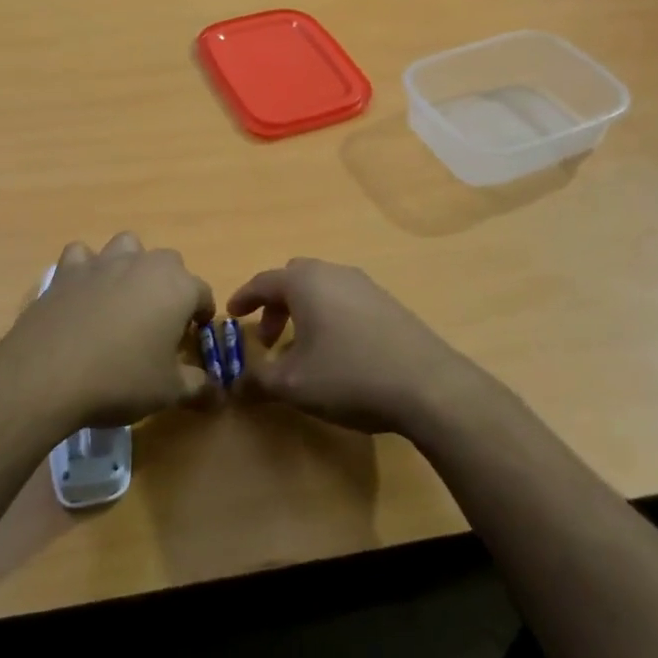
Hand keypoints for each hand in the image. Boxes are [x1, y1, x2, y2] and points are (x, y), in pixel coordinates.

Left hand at [4, 232, 215, 427]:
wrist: (49, 375)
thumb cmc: (121, 380)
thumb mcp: (169, 392)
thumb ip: (199, 386)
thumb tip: (218, 392)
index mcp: (178, 287)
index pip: (203, 293)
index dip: (200, 316)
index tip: (191, 339)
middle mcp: (145, 264)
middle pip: (170, 263)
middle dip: (170, 286)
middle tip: (159, 323)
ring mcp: (104, 262)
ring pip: (127, 247)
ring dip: (131, 265)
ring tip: (123, 299)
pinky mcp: (68, 270)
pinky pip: (82, 256)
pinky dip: (86, 268)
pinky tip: (83, 292)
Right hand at [227, 258, 471, 434]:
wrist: (426, 384)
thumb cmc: (348, 375)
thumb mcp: (293, 385)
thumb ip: (257, 381)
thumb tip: (234, 384)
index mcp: (305, 281)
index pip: (263, 281)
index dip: (244, 298)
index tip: (231, 315)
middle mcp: (334, 272)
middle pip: (294, 278)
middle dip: (276, 305)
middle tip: (269, 339)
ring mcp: (365, 285)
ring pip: (322, 288)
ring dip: (304, 312)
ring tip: (302, 350)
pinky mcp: (388, 302)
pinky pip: (345, 299)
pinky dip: (329, 316)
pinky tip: (337, 351)